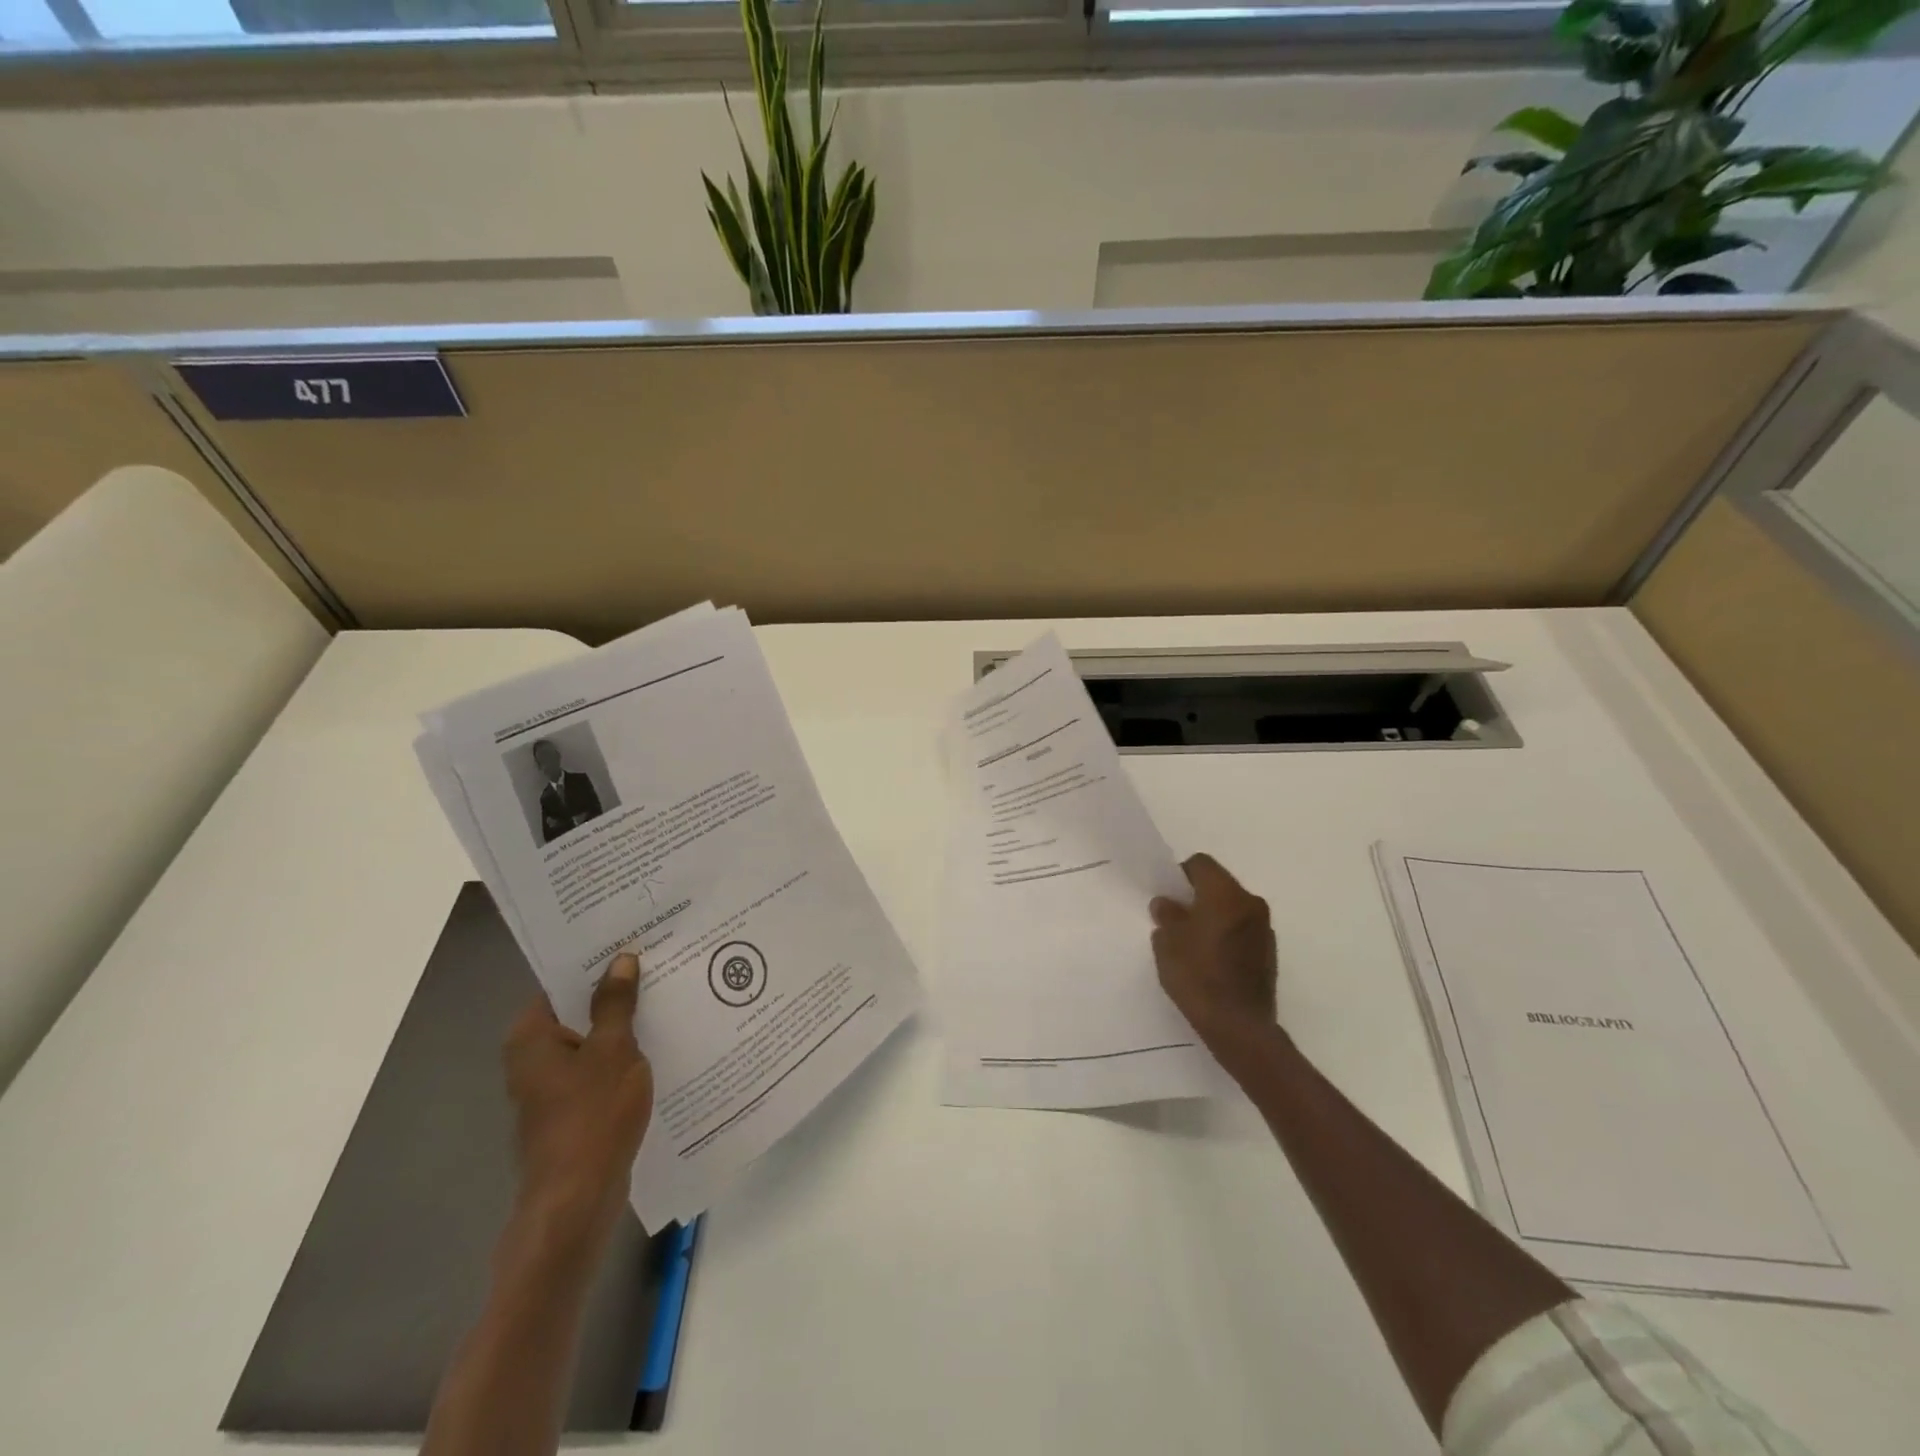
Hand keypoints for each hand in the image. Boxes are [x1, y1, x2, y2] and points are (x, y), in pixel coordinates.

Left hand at [502, 953, 653, 1257]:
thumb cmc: (591, 1116)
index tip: (633, 941)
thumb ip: (616, 1003)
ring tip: (668, 997)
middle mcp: (533, 1057)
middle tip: (661, 962)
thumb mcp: (613, 1049)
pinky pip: (600, 1067)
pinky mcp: (572, 1109)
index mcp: (532, 1036)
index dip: (597, 962)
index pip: (561, 982)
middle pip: (578, 1010)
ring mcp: (551, 1086)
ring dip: (625, 1024)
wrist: (578, 1200)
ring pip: (592, 1040)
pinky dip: (624, 1055)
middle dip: (617, 991)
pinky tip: (661, 1045)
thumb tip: (621, 960)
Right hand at [1150, 853, 1278, 1054]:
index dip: (1180, 875)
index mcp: (1224, 894)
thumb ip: (1167, 916)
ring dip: (1214, 916)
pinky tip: (1212, 960)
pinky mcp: (1269, 951)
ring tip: (1193, 942)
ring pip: (1232, 908)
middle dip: (1197, 896)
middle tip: (1176, 919)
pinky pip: (1242, 929)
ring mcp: (1264, 928)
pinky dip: (1227, 934)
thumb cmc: (1198, 976)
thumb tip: (1167, 904)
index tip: (1168, 897)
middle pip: (1219, 884)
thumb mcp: (1168, 943)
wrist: (1239, 1026)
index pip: (1201, 864)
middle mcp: (1250, 903)